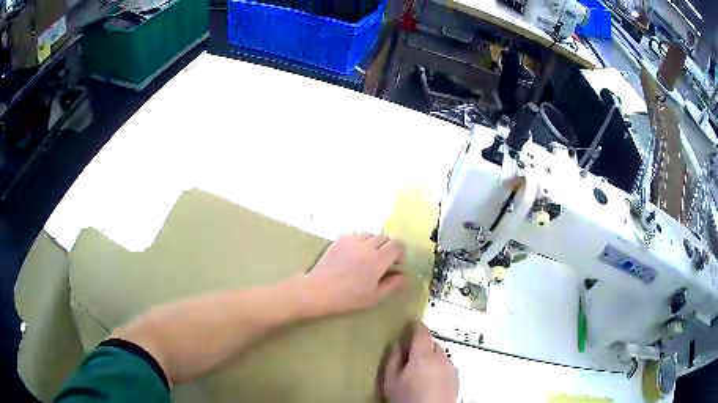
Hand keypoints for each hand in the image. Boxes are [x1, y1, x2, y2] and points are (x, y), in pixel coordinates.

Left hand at [305, 232, 405, 314]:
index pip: (397, 245)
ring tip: (366, 257)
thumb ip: (392, 284)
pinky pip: (356, 234)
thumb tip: (402, 275)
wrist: (320, 290)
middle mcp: (367, 245)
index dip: (399, 252)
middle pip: (385, 238)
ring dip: (373, 243)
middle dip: (387, 248)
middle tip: (381, 262)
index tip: (395, 263)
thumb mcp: (374, 296)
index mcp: (378, 260)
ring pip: (370, 235)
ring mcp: (353, 240)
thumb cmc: (349, 297)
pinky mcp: (340, 239)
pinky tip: (353, 254)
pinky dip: (359, 241)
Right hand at [384, 323, 458, 402]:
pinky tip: (430, 379)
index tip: (412, 322)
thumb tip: (397, 345)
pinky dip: (439, 366)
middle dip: (422, 345)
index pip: (422, 332)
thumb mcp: (391, 381)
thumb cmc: (407, 398)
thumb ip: (393, 359)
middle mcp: (441, 358)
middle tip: (410, 355)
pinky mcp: (456, 377)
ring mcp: (451, 368)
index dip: (417, 325)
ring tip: (420, 371)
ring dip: (431, 356)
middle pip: (432, 343)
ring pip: (440, 354)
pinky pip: (446, 365)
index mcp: (423, 356)